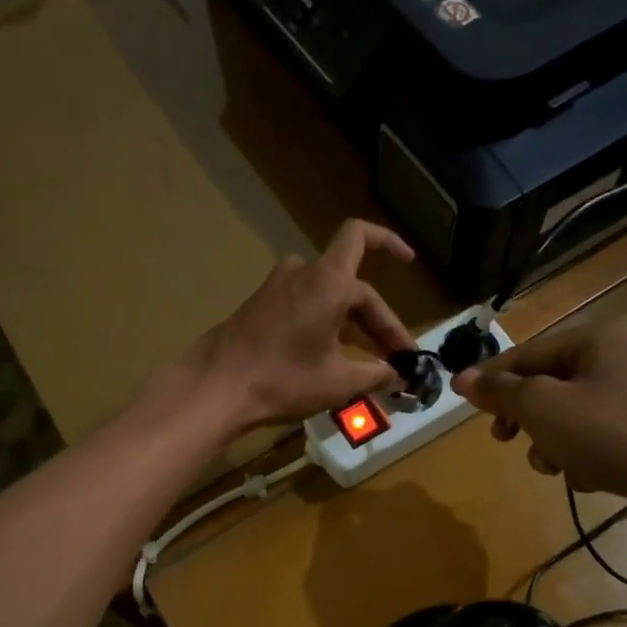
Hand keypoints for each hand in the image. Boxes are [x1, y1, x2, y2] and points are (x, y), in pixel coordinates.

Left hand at [188, 220, 419, 429]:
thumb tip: (398, 376)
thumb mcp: (338, 382)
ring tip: (370, 360)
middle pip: (352, 286)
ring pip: (328, 297)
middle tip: (397, 359)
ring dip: (353, 324)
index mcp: (327, 281)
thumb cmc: (283, 380)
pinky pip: (305, 306)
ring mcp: (277, 288)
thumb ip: (376, 374)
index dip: (389, 243)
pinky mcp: (260, 306)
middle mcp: (302, 274)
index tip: (410, 261)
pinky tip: (334, 356)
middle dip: (378, 322)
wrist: (216, 388)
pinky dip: (326, 324)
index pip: (362, 239)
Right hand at [452, 316, 626, 541]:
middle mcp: (621, 355)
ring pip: (571, 413)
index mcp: (597, 337)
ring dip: (553, 442)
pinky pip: (599, 434)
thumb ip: (500, 391)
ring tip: (556, 466)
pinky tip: (589, 476)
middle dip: (526, 418)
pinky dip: (585, 454)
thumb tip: (462, 378)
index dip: (492, 380)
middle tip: (507, 440)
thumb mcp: (543, 409)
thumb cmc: (611, 434)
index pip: (527, 354)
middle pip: (548, 385)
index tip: (463, 404)